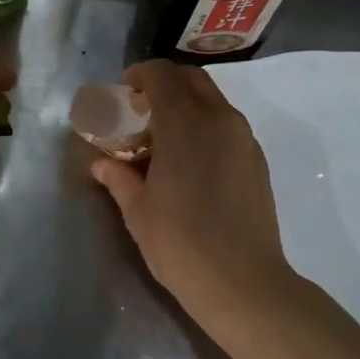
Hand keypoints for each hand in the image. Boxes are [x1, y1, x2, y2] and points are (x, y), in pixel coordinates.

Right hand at [89, 60, 296, 338]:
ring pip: (213, 100)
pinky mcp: (256, 160)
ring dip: (186, 103)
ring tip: (163, 135)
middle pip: (192, 79)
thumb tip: (102, 164)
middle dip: (165, 83)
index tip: (124, 91)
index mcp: (184, 124)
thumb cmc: (181, 244)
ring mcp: (243, 139)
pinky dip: (205, 124)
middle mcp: (219, 120)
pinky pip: (227, 124)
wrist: (244, 284)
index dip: (140, 75)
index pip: (162, 75)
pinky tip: (190, 158)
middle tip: (141, 108)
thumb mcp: (138, 212)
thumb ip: (119, 178)